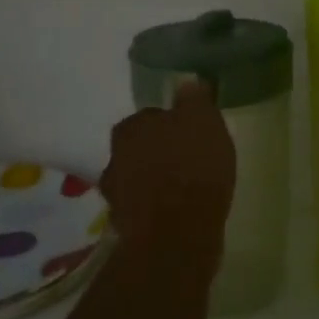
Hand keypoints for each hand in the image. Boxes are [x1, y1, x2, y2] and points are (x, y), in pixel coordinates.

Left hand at [99, 80, 235, 273]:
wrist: (176, 236)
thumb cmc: (192, 168)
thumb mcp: (204, 121)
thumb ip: (194, 99)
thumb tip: (187, 82)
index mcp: (131, 127)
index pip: (151, 117)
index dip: (172, 125)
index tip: (191, 135)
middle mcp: (114, 157)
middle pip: (141, 148)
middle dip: (160, 152)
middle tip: (189, 160)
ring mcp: (116, 194)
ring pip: (139, 178)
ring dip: (156, 181)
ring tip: (185, 189)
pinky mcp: (126, 226)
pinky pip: (144, 207)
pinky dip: (157, 208)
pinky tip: (178, 213)